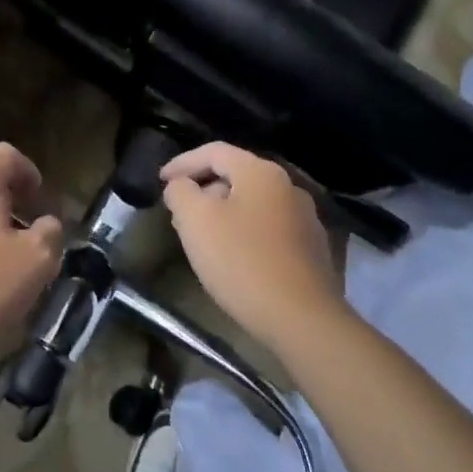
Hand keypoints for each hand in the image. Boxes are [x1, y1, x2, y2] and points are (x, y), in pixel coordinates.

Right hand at [161, 143, 343, 355]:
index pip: (214, 152)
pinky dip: (244, 232)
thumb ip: (181, 193)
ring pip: (253, 203)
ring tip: (202, 236)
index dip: (182, 163)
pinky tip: (233, 258)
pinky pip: (269, 228)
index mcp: (261, 172)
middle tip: (178, 211)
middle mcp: (288, 186)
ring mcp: (305, 218)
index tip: (160, 181)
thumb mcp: (196, 221)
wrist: (302, 319)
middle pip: (236, 176)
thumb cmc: (242, 262)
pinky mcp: (312, 249)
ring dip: (224, 212)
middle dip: (203, 189)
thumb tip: (181, 186)